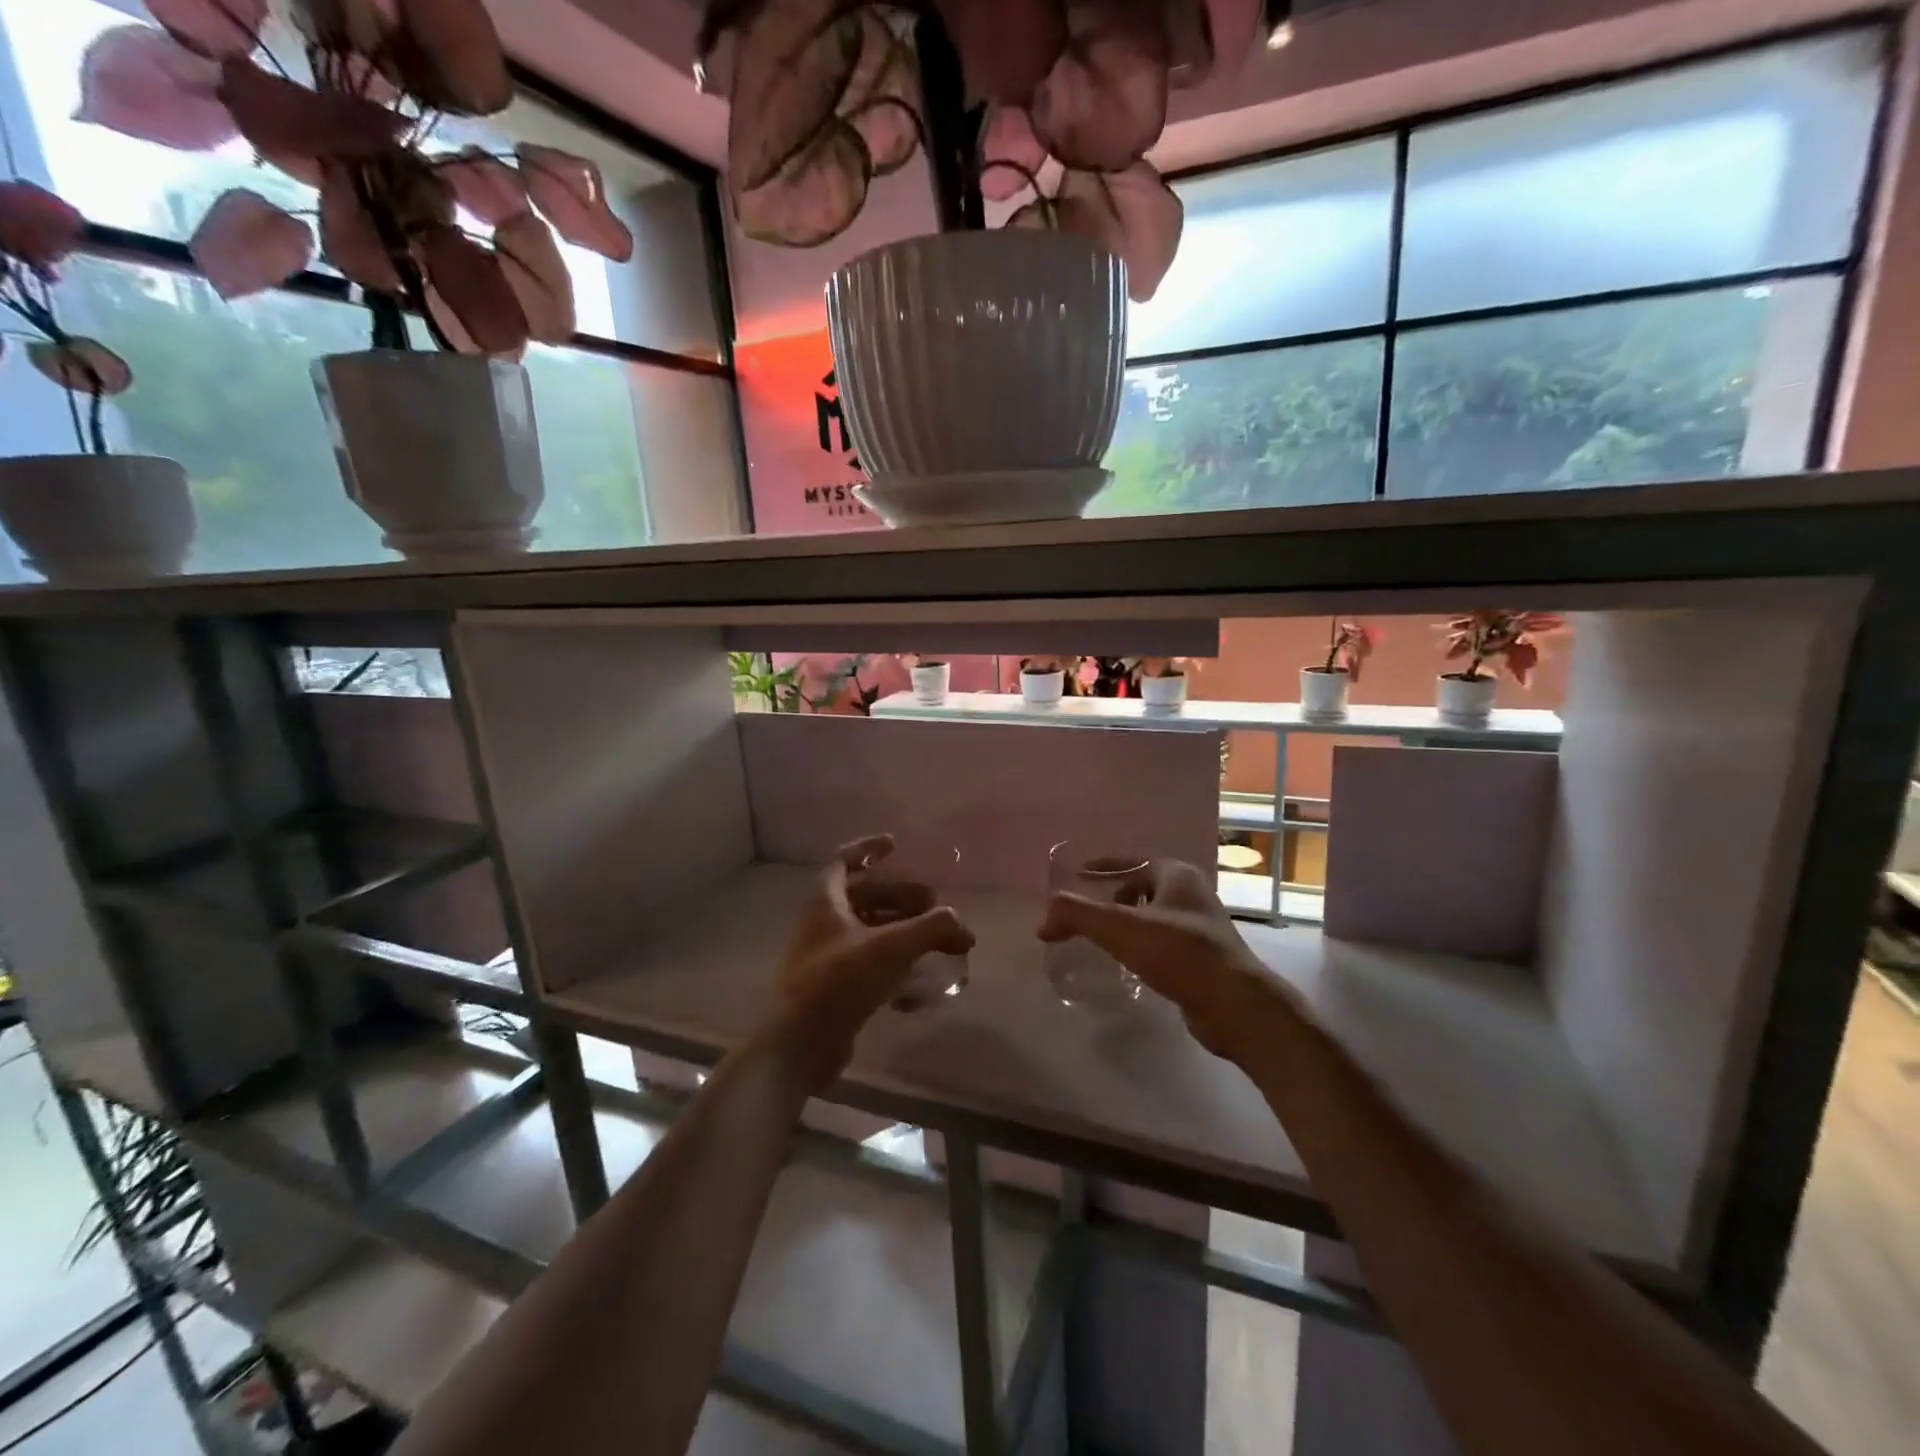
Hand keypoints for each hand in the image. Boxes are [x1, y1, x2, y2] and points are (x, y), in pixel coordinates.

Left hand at [775, 835, 973, 1084]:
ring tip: (940, 945)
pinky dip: (897, 967)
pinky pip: (871, 966)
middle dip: (904, 898)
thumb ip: (932, 927)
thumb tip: (959, 923)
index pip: (843, 860)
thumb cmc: (842, 980)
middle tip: (936, 909)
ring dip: (906, 933)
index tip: (896, 846)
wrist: (801, 1043)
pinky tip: (920, 986)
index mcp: (826, 902)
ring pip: (872, 932)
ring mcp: (828, 958)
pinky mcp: (836, 989)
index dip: (868, 848)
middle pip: (867, 897)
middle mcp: (823, 924)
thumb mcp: (893, 946)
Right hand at [1038, 859, 1292, 1063]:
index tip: (1078, 874)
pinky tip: (1129, 965)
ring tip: (1103, 940)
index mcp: (1177, 875)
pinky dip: (1142, 947)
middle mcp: (1192, 895)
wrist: (1235, 1005)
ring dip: (1128, 924)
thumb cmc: (1179, 953)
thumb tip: (1044, 919)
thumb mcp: (1120, 928)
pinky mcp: (1204, 960)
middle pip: (1143, 887)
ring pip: (1154, 916)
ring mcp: (1202, 928)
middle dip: (1114, 896)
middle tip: (1088, 913)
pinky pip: (1164, 943)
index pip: (1132, 861)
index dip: (1103, 865)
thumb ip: (1077, 915)